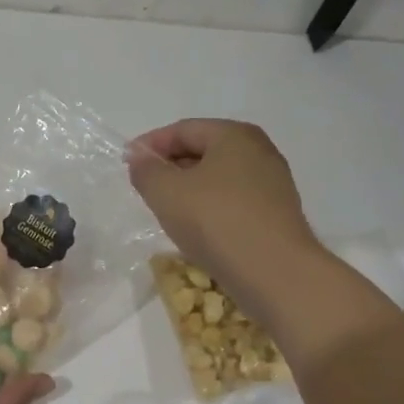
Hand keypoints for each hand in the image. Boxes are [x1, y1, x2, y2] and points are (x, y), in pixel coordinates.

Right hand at [126, 120, 326, 332]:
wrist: (276, 274)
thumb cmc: (216, 221)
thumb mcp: (167, 192)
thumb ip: (146, 170)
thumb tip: (141, 159)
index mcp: (234, 135)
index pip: (183, 129)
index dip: (150, 144)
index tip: (126, 163)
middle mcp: (259, 151)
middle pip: (203, 150)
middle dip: (170, 165)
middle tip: (144, 187)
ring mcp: (272, 184)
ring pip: (218, 178)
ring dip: (189, 189)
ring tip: (165, 210)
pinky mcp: (276, 215)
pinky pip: (233, 201)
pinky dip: (209, 208)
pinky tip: (195, 229)